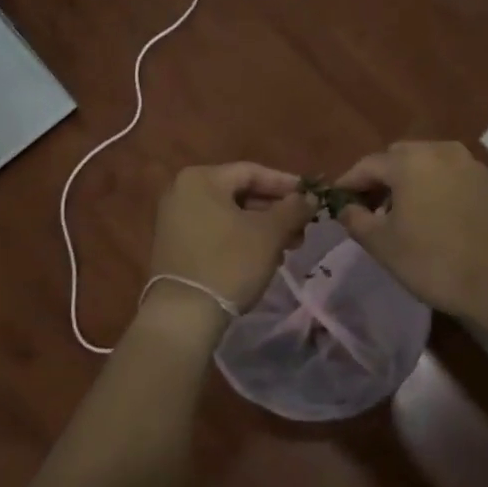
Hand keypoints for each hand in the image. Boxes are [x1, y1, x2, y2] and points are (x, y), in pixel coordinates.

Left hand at [148, 163, 312, 315]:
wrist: (183, 314)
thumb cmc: (229, 263)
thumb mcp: (269, 233)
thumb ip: (293, 209)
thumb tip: (310, 197)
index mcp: (201, 179)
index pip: (252, 172)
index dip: (286, 184)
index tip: (312, 198)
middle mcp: (182, 191)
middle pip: (240, 193)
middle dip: (275, 211)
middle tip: (302, 229)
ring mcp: (174, 219)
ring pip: (229, 214)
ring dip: (261, 228)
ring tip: (288, 248)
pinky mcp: (175, 244)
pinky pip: (215, 231)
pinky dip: (240, 239)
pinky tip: (263, 257)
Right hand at [336, 141, 487, 317]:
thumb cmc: (434, 261)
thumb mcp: (383, 245)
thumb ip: (356, 220)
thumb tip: (345, 207)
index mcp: (410, 161)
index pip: (368, 165)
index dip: (348, 183)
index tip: (336, 202)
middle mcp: (440, 151)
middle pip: (398, 158)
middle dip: (380, 179)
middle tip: (369, 209)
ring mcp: (469, 165)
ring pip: (426, 164)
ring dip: (408, 182)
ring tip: (400, 215)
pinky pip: (449, 176)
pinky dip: (434, 188)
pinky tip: (432, 217)